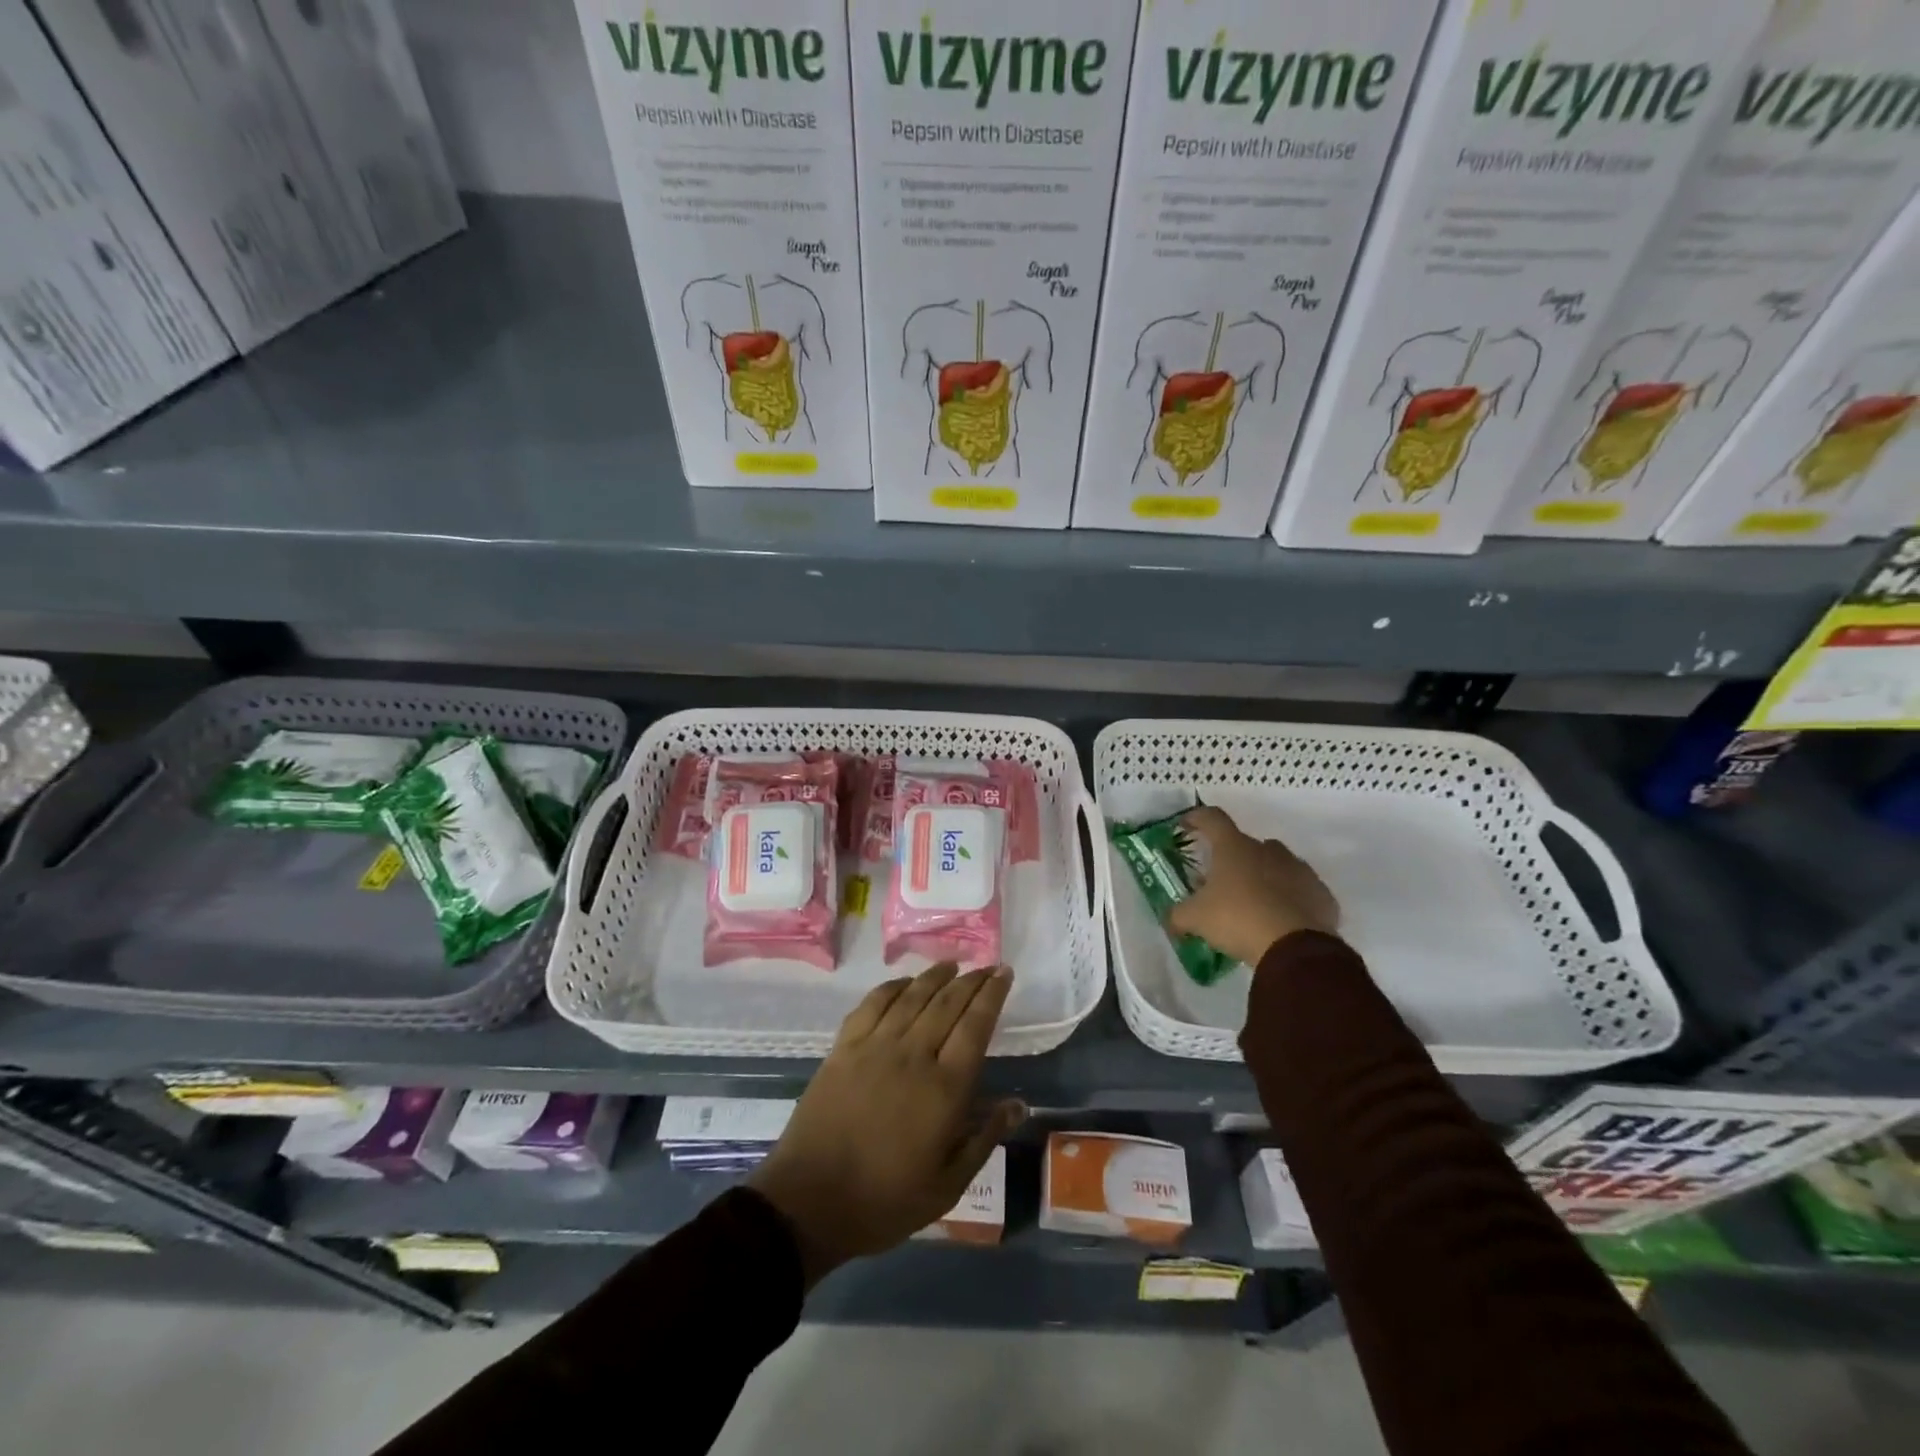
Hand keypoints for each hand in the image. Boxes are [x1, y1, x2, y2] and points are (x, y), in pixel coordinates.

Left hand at [749, 964, 1024, 1287]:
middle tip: (987, 966)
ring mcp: (875, 1047)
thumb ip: (983, 1139)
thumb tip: (1018, 1103)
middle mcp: (913, 1055)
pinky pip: (873, 1004)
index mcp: (944, 1088)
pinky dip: (893, 987)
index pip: (976, 1027)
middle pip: (948, 1004)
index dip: (992, 996)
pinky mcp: (844, 1047)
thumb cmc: (884, 1200)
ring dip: (935, 976)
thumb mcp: (947, 1185)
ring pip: (912, 997)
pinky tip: (904, 983)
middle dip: (971, 980)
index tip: (1004, 973)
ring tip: (952, 964)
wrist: (809, 1201)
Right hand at [1166, 805, 1339, 966]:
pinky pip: (1301, 891)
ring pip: (1278, 865)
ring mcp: (1299, 870)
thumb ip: (1178, 915)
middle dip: (1233, 859)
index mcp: (1234, 847)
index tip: (1186, 825)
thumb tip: (1172, 920)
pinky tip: (1281, 920)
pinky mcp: (1322, 895)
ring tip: (1253, 902)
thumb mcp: (1195, 919)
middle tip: (1221, 881)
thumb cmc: (1237, 920)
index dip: (1197, 818)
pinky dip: (1290, 900)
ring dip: (1264, 877)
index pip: (1212, 819)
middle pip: (1247, 844)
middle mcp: (1268, 850)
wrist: (1295, 948)